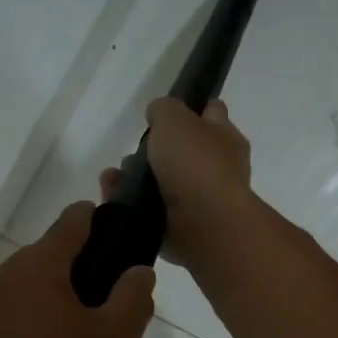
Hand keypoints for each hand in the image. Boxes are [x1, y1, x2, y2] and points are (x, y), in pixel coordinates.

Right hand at [100, 98, 253, 270]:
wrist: (204, 225)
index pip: (212, 114)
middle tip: (132, 152)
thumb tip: (158, 115)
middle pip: (181, 152)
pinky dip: (129, 204)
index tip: (164, 114)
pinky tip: (113, 197)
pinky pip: (149, 210)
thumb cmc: (195, 164)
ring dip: (134, 179)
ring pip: (161, 182)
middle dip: (153, 151)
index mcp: (224, 138)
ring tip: (113, 177)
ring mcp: (198, 201)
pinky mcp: (180, 227)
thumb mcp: (175, 118)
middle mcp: (216, 169)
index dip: (191, 109)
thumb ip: (164, 109)